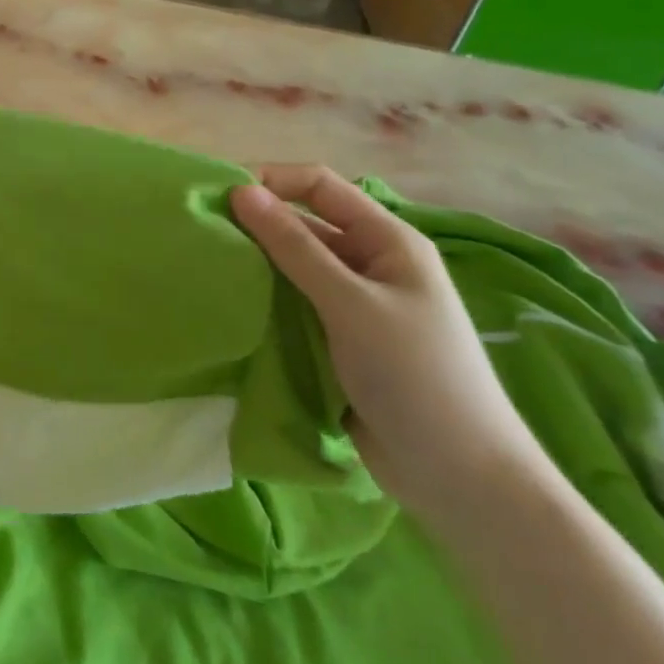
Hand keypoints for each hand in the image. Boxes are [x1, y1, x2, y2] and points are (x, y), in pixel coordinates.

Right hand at [230, 164, 549, 520]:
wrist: (462, 483)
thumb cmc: (417, 378)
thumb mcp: (351, 304)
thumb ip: (294, 247)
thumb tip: (240, 191)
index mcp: (388, 241)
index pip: (319, 186)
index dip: (271, 181)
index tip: (219, 195)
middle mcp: (370, 264)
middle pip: (302, 225)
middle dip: (255, 225)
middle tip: (201, 233)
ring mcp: (354, 305)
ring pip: (292, 268)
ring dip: (255, 265)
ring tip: (207, 267)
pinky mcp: (338, 340)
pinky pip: (292, 305)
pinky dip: (263, 300)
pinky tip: (230, 304)